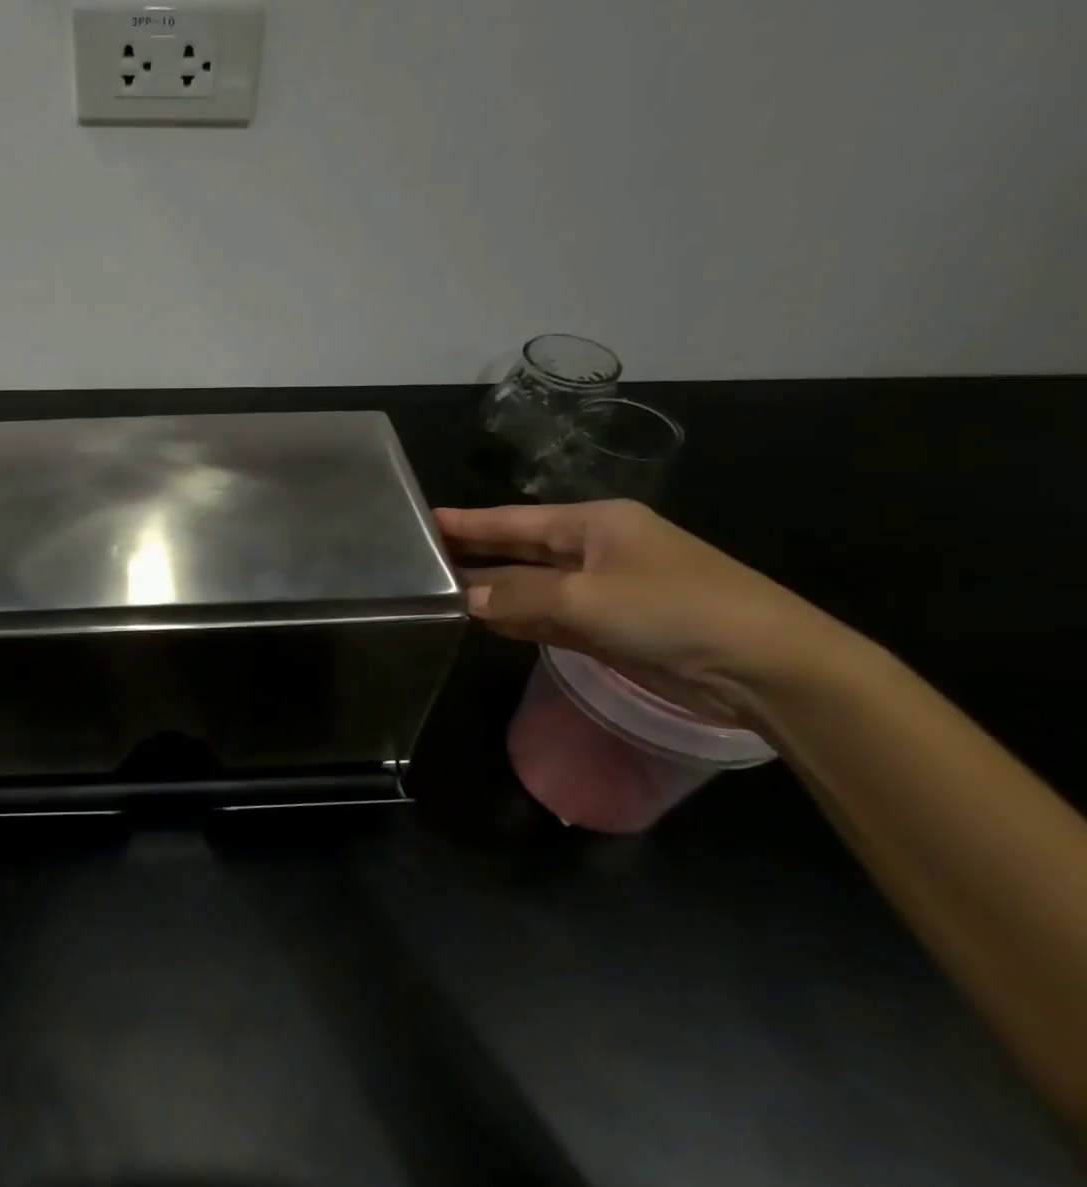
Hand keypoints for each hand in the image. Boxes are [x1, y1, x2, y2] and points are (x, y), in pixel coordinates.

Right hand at [434, 501, 844, 723]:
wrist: (765, 667)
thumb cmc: (674, 610)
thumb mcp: (587, 598)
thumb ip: (520, 597)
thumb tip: (466, 599)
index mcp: (595, 524)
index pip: (515, 519)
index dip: (470, 522)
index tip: (425, 520)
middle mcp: (595, 552)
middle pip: (521, 551)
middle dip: (476, 555)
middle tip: (422, 558)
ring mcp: (602, 592)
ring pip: (532, 587)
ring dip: (493, 592)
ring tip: (438, 592)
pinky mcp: (609, 630)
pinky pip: (548, 618)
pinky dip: (517, 619)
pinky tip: (482, 621)